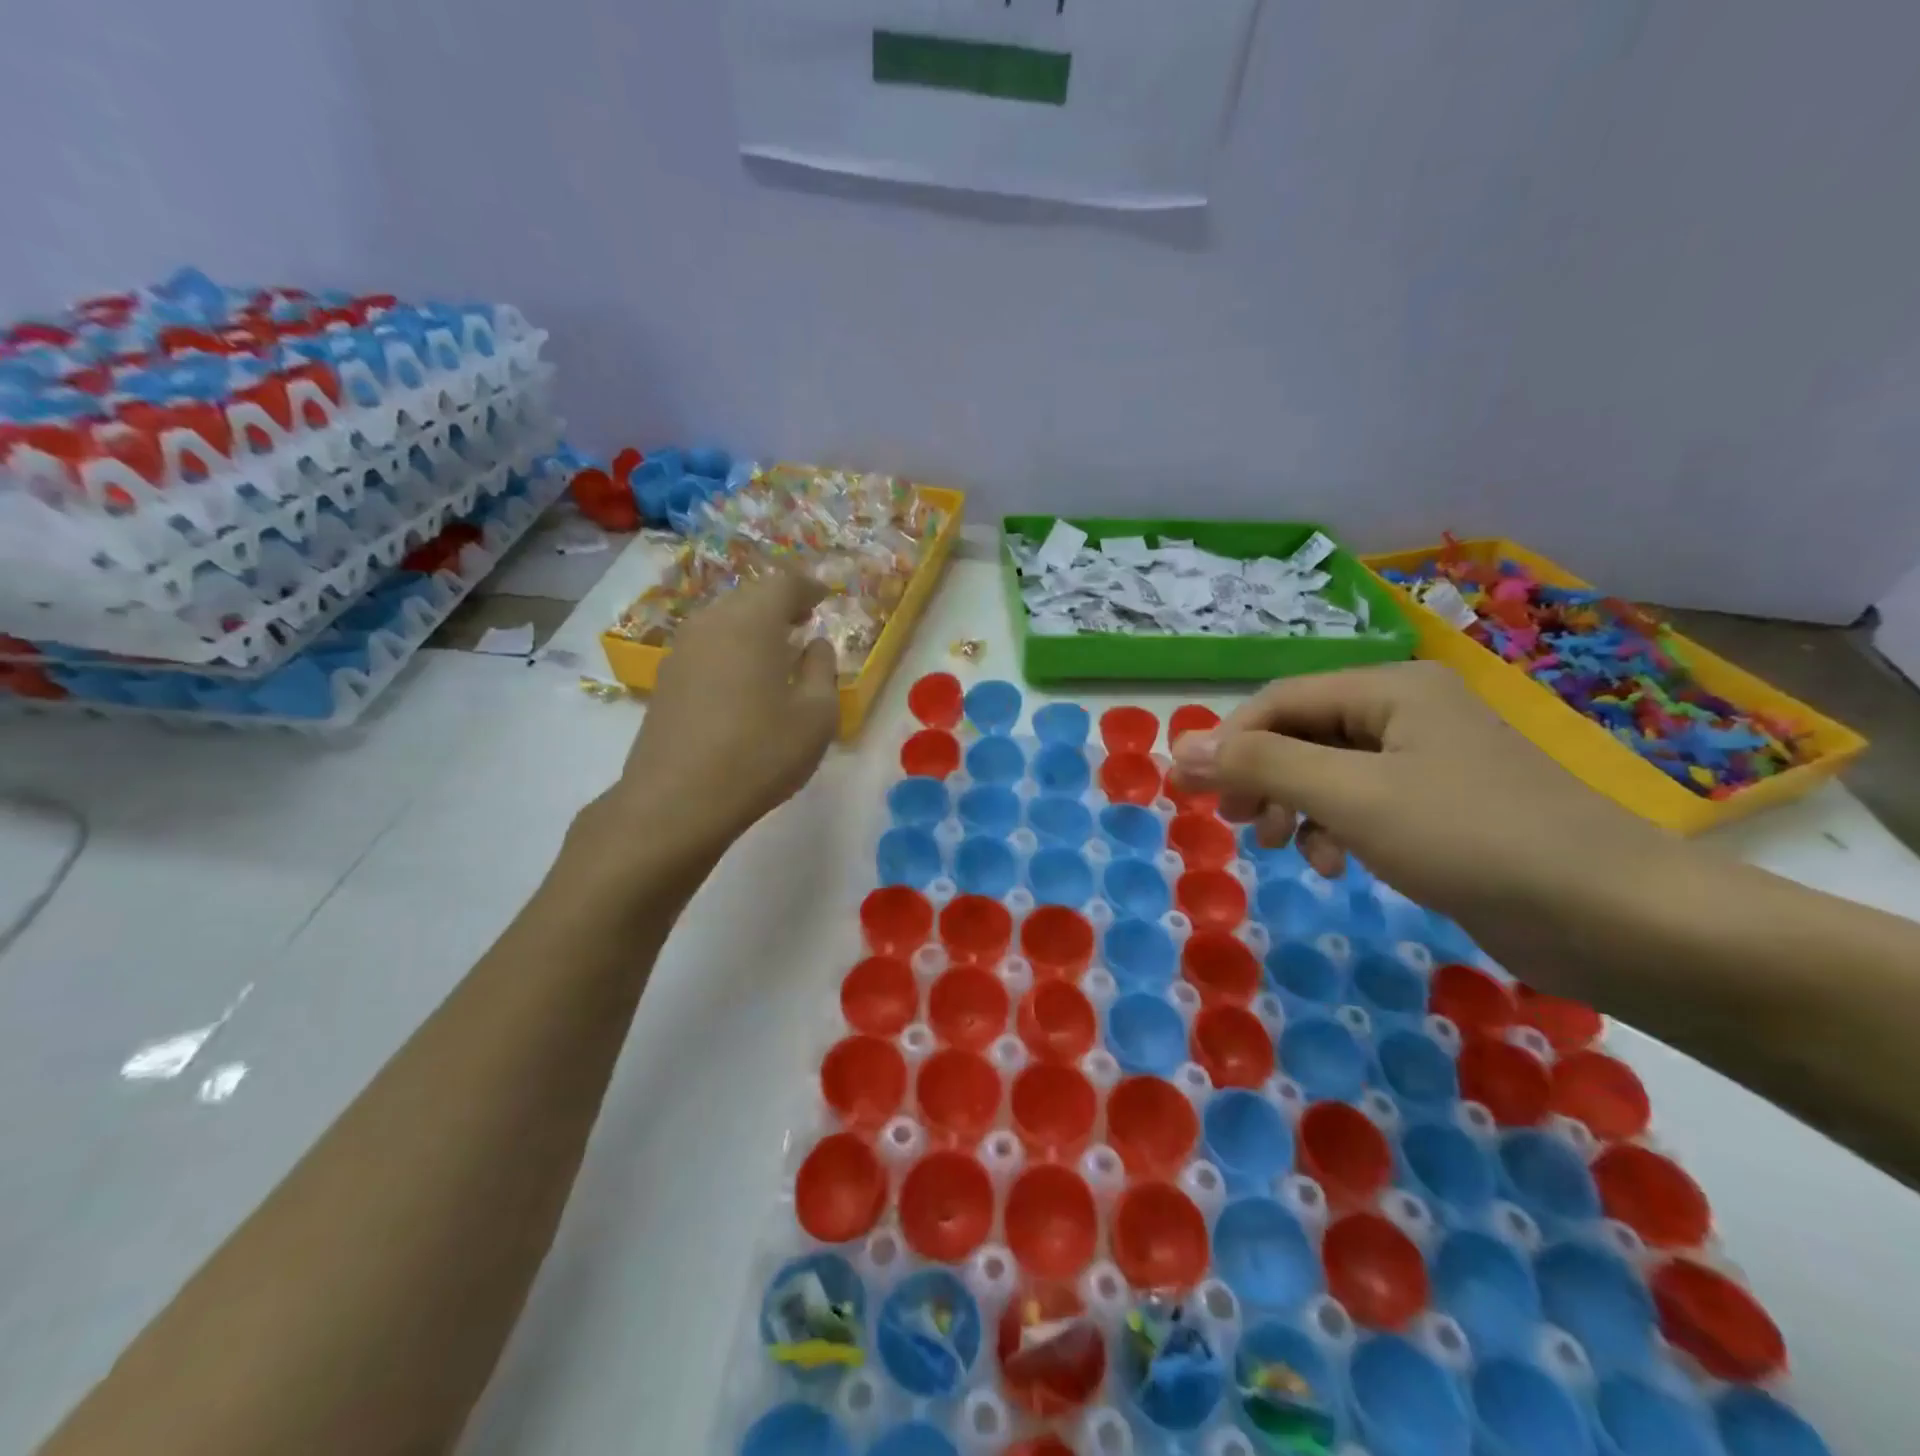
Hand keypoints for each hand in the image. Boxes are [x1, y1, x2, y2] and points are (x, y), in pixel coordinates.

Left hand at [595, 570, 840, 858]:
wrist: (676, 801)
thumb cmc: (760, 753)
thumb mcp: (816, 715)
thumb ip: (822, 670)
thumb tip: (814, 645)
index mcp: (752, 623)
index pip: (784, 584)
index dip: (809, 587)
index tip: (826, 597)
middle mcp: (712, 624)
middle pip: (750, 597)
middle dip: (780, 603)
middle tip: (804, 620)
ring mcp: (682, 650)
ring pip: (724, 620)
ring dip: (753, 626)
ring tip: (777, 649)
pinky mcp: (667, 679)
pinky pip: (707, 645)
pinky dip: (732, 647)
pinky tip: (745, 677)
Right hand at [1167, 661, 1665, 921]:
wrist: (1617, 919)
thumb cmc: (1473, 839)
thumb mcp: (1352, 796)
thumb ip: (1262, 767)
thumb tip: (1177, 747)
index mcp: (1390, 689)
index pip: (1280, 701)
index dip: (1228, 742)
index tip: (1190, 790)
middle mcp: (1407, 714)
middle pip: (1303, 734)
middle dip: (1262, 778)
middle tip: (1236, 823)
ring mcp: (1427, 763)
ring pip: (1328, 773)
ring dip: (1296, 808)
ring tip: (1286, 850)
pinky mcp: (1442, 811)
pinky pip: (1363, 806)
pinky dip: (1337, 831)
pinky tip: (1338, 866)